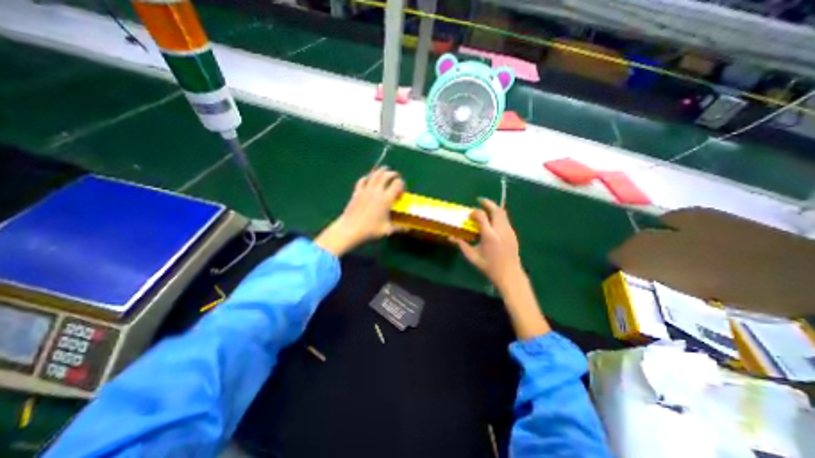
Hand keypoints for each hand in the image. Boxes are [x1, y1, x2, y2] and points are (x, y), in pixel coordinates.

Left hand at [312, 166, 402, 256]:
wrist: (350, 229)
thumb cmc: (370, 230)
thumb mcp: (387, 230)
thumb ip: (399, 228)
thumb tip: (408, 229)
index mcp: (386, 199)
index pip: (397, 184)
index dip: (402, 184)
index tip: (402, 191)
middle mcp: (377, 191)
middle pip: (386, 175)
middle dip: (393, 174)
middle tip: (396, 176)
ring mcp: (365, 190)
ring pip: (374, 174)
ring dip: (381, 171)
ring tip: (385, 170)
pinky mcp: (357, 192)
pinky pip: (362, 180)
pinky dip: (367, 177)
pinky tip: (369, 178)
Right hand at [453, 198, 522, 291]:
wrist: (509, 274)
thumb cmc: (489, 266)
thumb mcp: (472, 256)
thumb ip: (461, 245)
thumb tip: (450, 237)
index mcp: (489, 236)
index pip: (482, 216)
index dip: (475, 212)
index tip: (469, 214)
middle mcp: (501, 230)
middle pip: (496, 210)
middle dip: (488, 203)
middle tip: (480, 201)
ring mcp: (509, 231)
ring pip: (503, 213)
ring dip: (494, 208)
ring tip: (486, 207)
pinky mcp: (513, 234)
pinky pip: (506, 219)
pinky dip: (499, 215)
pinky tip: (493, 220)